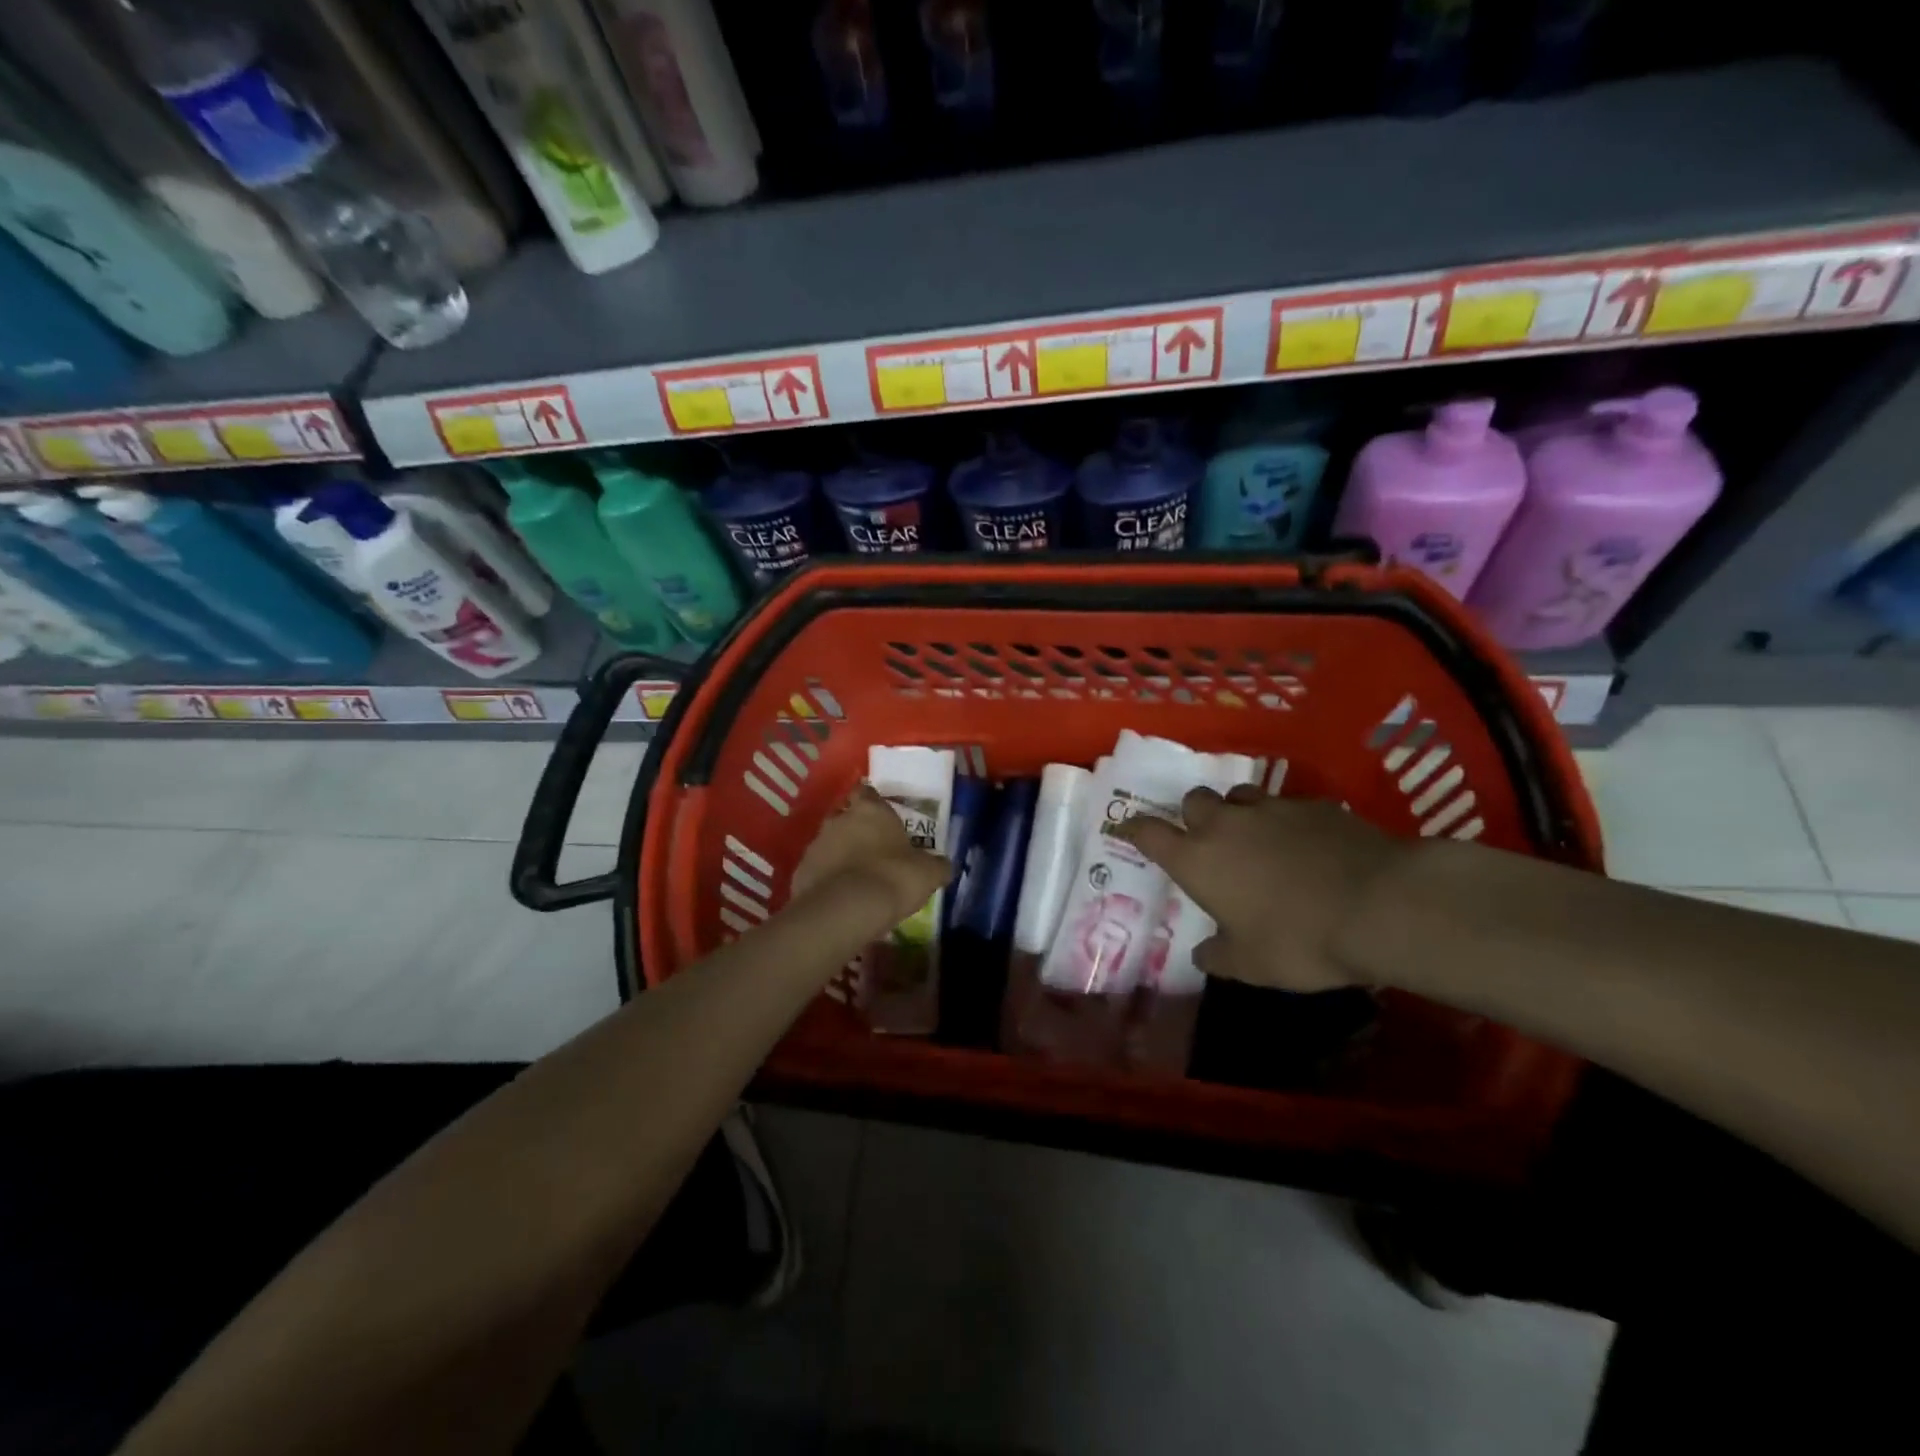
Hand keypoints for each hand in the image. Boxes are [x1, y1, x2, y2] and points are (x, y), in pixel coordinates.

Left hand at [791, 784, 951, 931]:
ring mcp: (816, 845)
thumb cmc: (893, 877)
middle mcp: (839, 820)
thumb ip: (936, 865)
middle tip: (873, 849)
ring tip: (857, 878)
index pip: (867, 792)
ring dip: (841, 855)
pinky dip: (827, 879)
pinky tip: (841, 896)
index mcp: (870, 810)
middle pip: (846, 817)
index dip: (874, 803)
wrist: (846, 910)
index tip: (883, 816)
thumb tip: (944, 866)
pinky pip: (818, 871)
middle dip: (857, 830)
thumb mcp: (928, 873)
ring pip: (830, 843)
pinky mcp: (801, 872)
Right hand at [1116, 786, 1410, 991]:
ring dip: (1237, 812)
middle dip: (1192, 815)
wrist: (1379, 905)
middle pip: (1193, 800)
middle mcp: (1226, 824)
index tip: (1126, 828)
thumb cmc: (1298, 939)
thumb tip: (1202, 953)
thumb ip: (1218, 955)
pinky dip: (1285, 822)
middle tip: (1206, 839)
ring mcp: (1272, 809)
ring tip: (1254, 838)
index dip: (1134, 828)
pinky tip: (1306, 846)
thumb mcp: (1250, 965)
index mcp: (1197, 859)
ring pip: (1240, 797)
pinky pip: (1287, 806)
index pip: (1149, 833)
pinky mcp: (1315, 805)